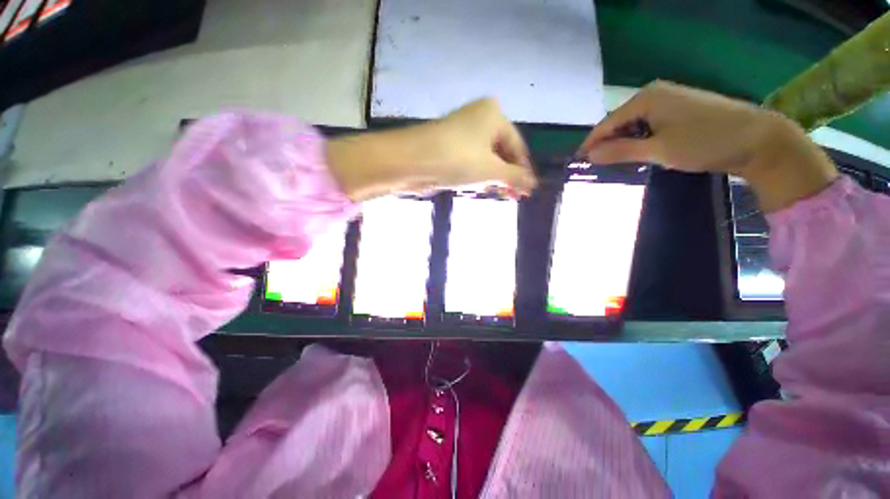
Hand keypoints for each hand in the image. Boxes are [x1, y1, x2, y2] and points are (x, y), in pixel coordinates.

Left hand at [327, 99, 536, 201]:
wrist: (411, 160)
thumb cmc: (456, 159)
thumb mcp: (490, 169)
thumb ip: (514, 177)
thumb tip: (533, 184)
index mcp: (494, 115)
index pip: (517, 146)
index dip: (523, 170)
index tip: (528, 191)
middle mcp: (480, 117)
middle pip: (501, 151)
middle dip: (507, 175)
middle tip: (514, 196)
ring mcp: (463, 131)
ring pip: (486, 157)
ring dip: (493, 176)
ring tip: (500, 193)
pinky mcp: (450, 144)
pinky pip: (472, 160)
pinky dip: (478, 174)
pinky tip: (482, 186)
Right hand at [579, 81, 836, 211]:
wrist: (758, 138)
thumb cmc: (705, 142)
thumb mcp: (658, 149)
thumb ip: (621, 151)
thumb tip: (590, 155)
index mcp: (645, 99)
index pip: (606, 123)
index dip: (590, 143)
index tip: (578, 162)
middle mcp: (654, 93)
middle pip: (619, 122)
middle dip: (606, 143)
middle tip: (596, 166)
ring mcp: (669, 99)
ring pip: (633, 123)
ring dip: (622, 142)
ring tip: (614, 162)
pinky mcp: (681, 108)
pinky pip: (649, 123)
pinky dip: (639, 138)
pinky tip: (639, 151)